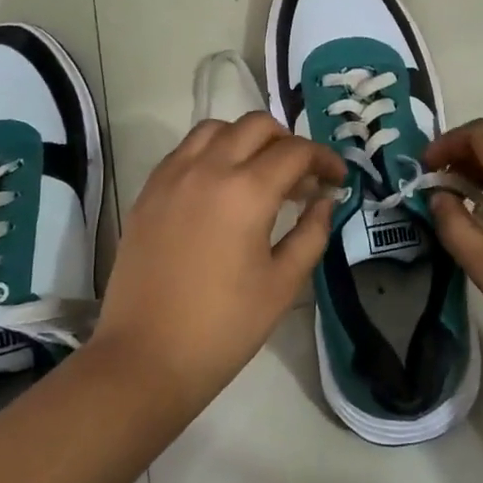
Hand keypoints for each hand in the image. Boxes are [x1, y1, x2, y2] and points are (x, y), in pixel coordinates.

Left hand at [91, 114, 343, 415]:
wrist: (145, 357)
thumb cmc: (223, 327)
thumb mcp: (282, 284)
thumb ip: (311, 233)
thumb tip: (324, 199)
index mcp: (246, 192)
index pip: (295, 152)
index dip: (324, 159)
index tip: (337, 178)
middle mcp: (208, 168)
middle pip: (256, 125)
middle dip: (288, 142)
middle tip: (301, 176)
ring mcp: (172, 175)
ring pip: (216, 128)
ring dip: (246, 138)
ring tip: (258, 172)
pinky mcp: (149, 190)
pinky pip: (185, 149)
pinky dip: (211, 150)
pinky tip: (219, 184)